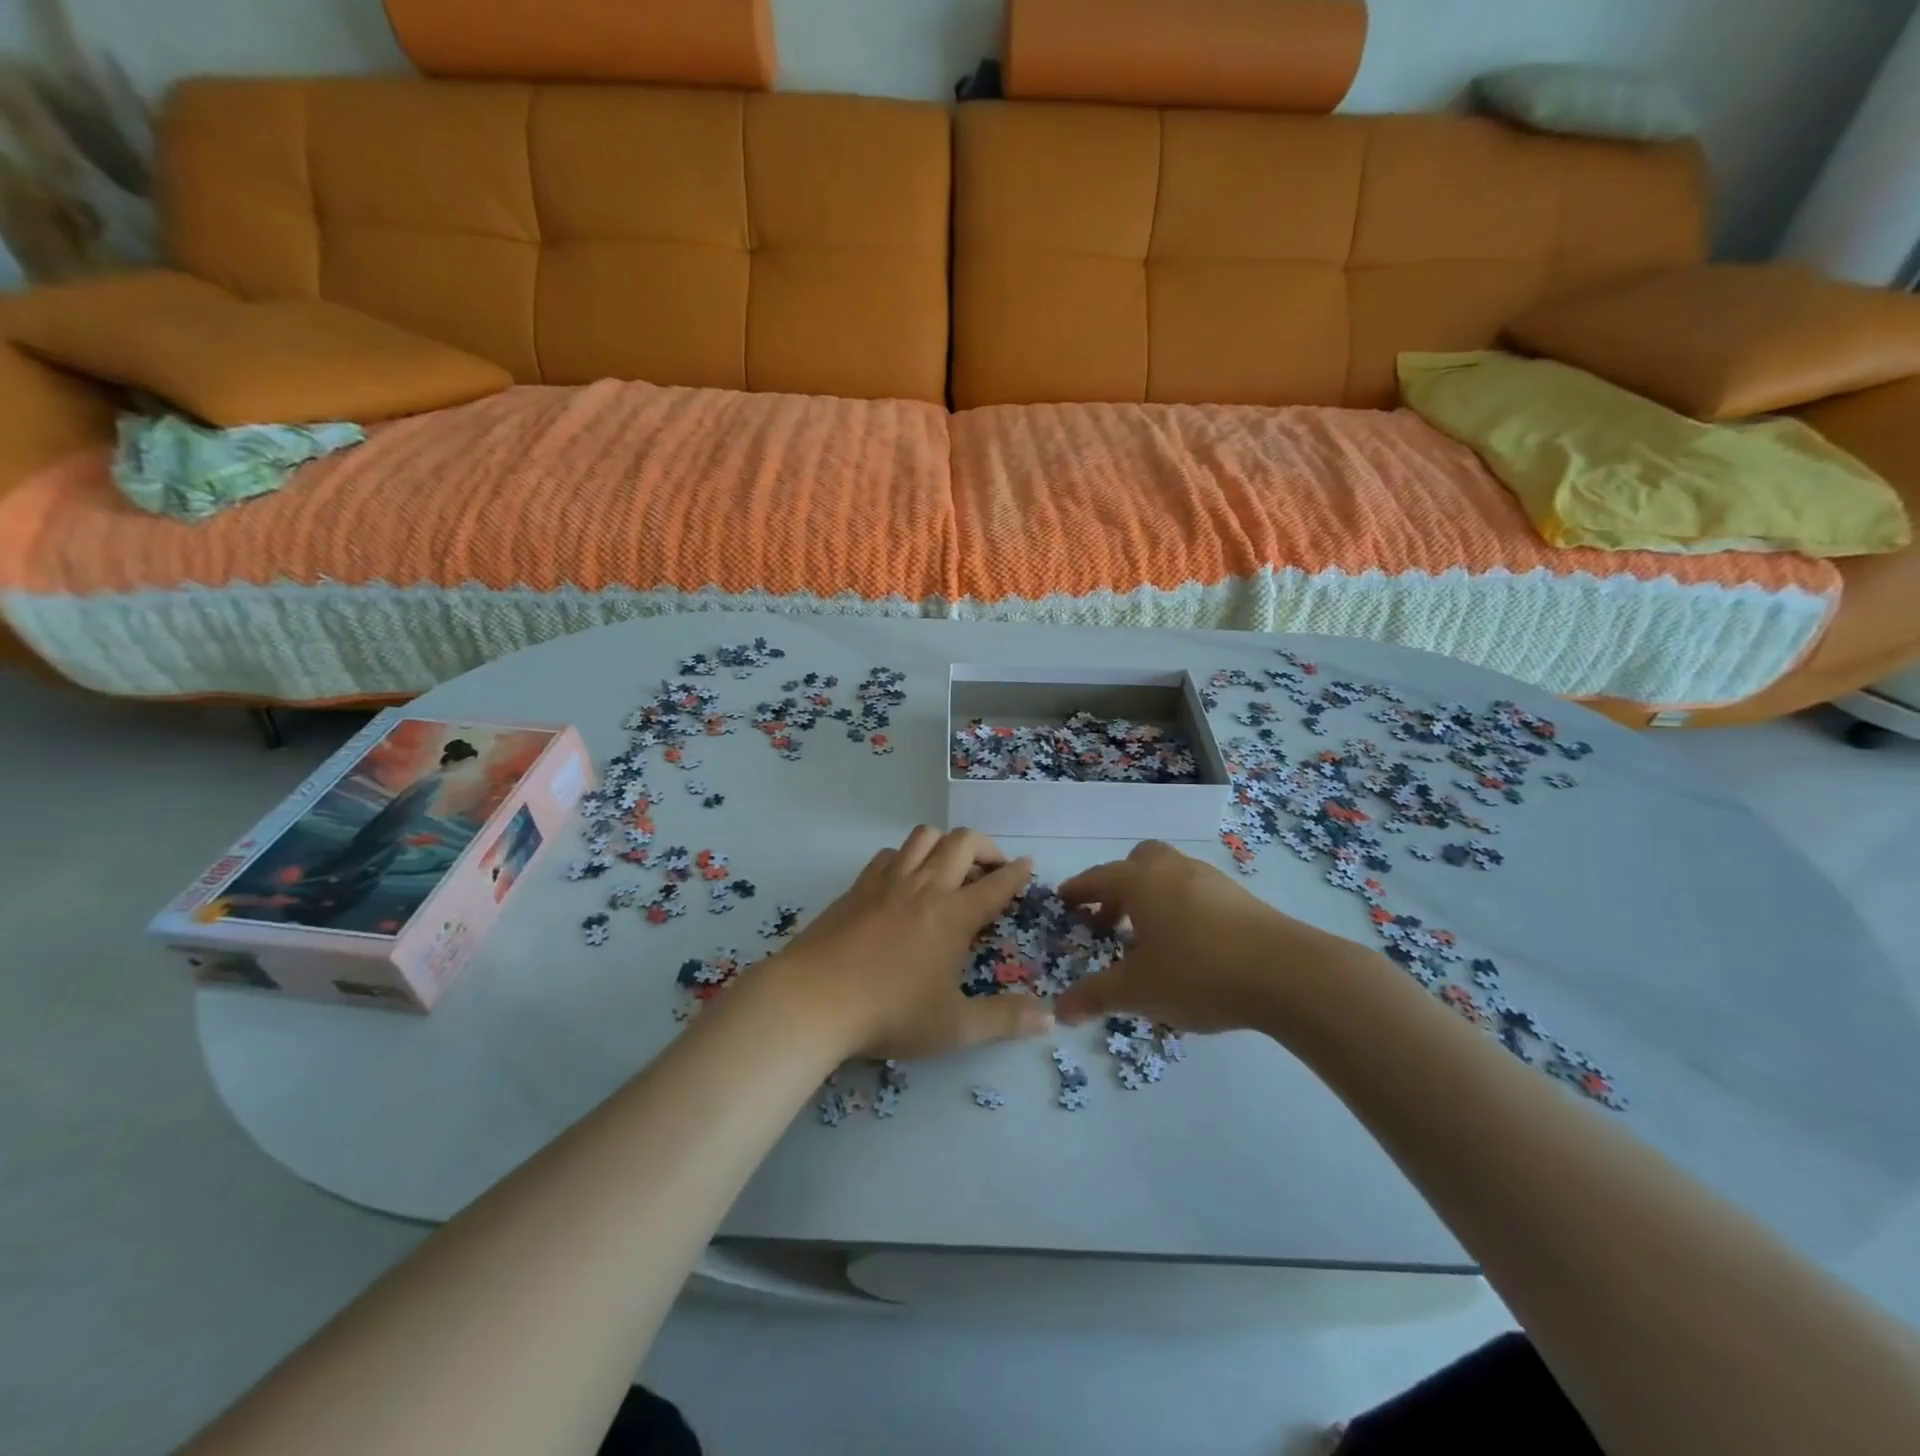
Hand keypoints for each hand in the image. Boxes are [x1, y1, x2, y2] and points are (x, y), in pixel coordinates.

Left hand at [771, 826, 1053, 1058]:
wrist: (814, 999)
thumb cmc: (890, 1013)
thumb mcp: (954, 1026)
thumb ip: (1004, 1020)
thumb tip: (1050, 1020)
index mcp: (953, 915)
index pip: (996, 884)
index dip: (1017, 873)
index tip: (1028, 865)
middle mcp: (925, 887)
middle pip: (962, 843)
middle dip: (986, 847)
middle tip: (992, 868)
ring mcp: (888, 882)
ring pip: (924, 837)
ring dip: (945, 844)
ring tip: (950, 868)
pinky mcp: (857, 886)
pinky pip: (890, 854)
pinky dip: (907, 858)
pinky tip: (904, 881)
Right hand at [1054, 840, 1349, 1034]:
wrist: (1288, 973)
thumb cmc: (1199, 972)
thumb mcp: (1139, 991)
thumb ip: (1096, 997)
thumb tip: (1059, 1011)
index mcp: (1141, 882)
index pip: (1098, 878)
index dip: (1078, 890)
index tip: (1064, 901)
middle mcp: (1173, 870)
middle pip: (1137, 862)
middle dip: (1118, 887)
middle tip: (1109, 921)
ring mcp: (1210, 880)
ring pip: (1170, 875)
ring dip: (1152, 897)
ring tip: (1149, 938)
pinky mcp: (1241, 898)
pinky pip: (1196, 892)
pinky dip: (1180, 908)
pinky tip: (1189, 945)